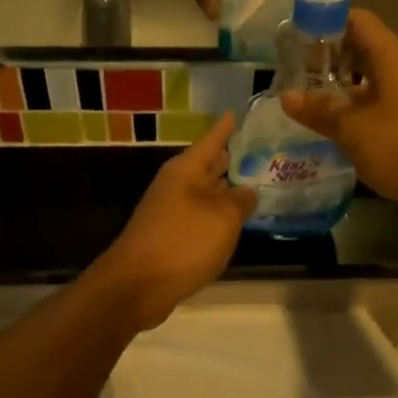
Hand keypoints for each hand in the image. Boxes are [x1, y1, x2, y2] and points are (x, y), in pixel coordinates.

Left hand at [95, 112, 255, 328]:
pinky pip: (199, 216)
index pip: (212, 140)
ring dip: (226, 189)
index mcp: (186, 170)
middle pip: (207, 165)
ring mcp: (170, 211)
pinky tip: (234, 221)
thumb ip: (240, 201)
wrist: (136, 286)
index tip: (238, 111)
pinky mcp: (170, 236)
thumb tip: (247, 191)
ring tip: (255, 183)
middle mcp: (176, 185)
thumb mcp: (222, 219)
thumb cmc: (182, 242)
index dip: (227, 127)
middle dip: (230, 158)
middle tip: (260, 150)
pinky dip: (217, 215)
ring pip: (205, 192)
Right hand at [279, 10, 397, 227]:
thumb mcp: (353, 128)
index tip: (293, 34)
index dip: (324, 21)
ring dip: (336, 83)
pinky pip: (373, 103)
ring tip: (301, 94)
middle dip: (325, 54)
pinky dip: (350, 107)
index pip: (356, 20)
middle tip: (290, 68)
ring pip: (365, 77)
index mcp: (389, 57)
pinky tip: (327, 123)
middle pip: (359, 46)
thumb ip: (319, 110)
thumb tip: (286, 96)